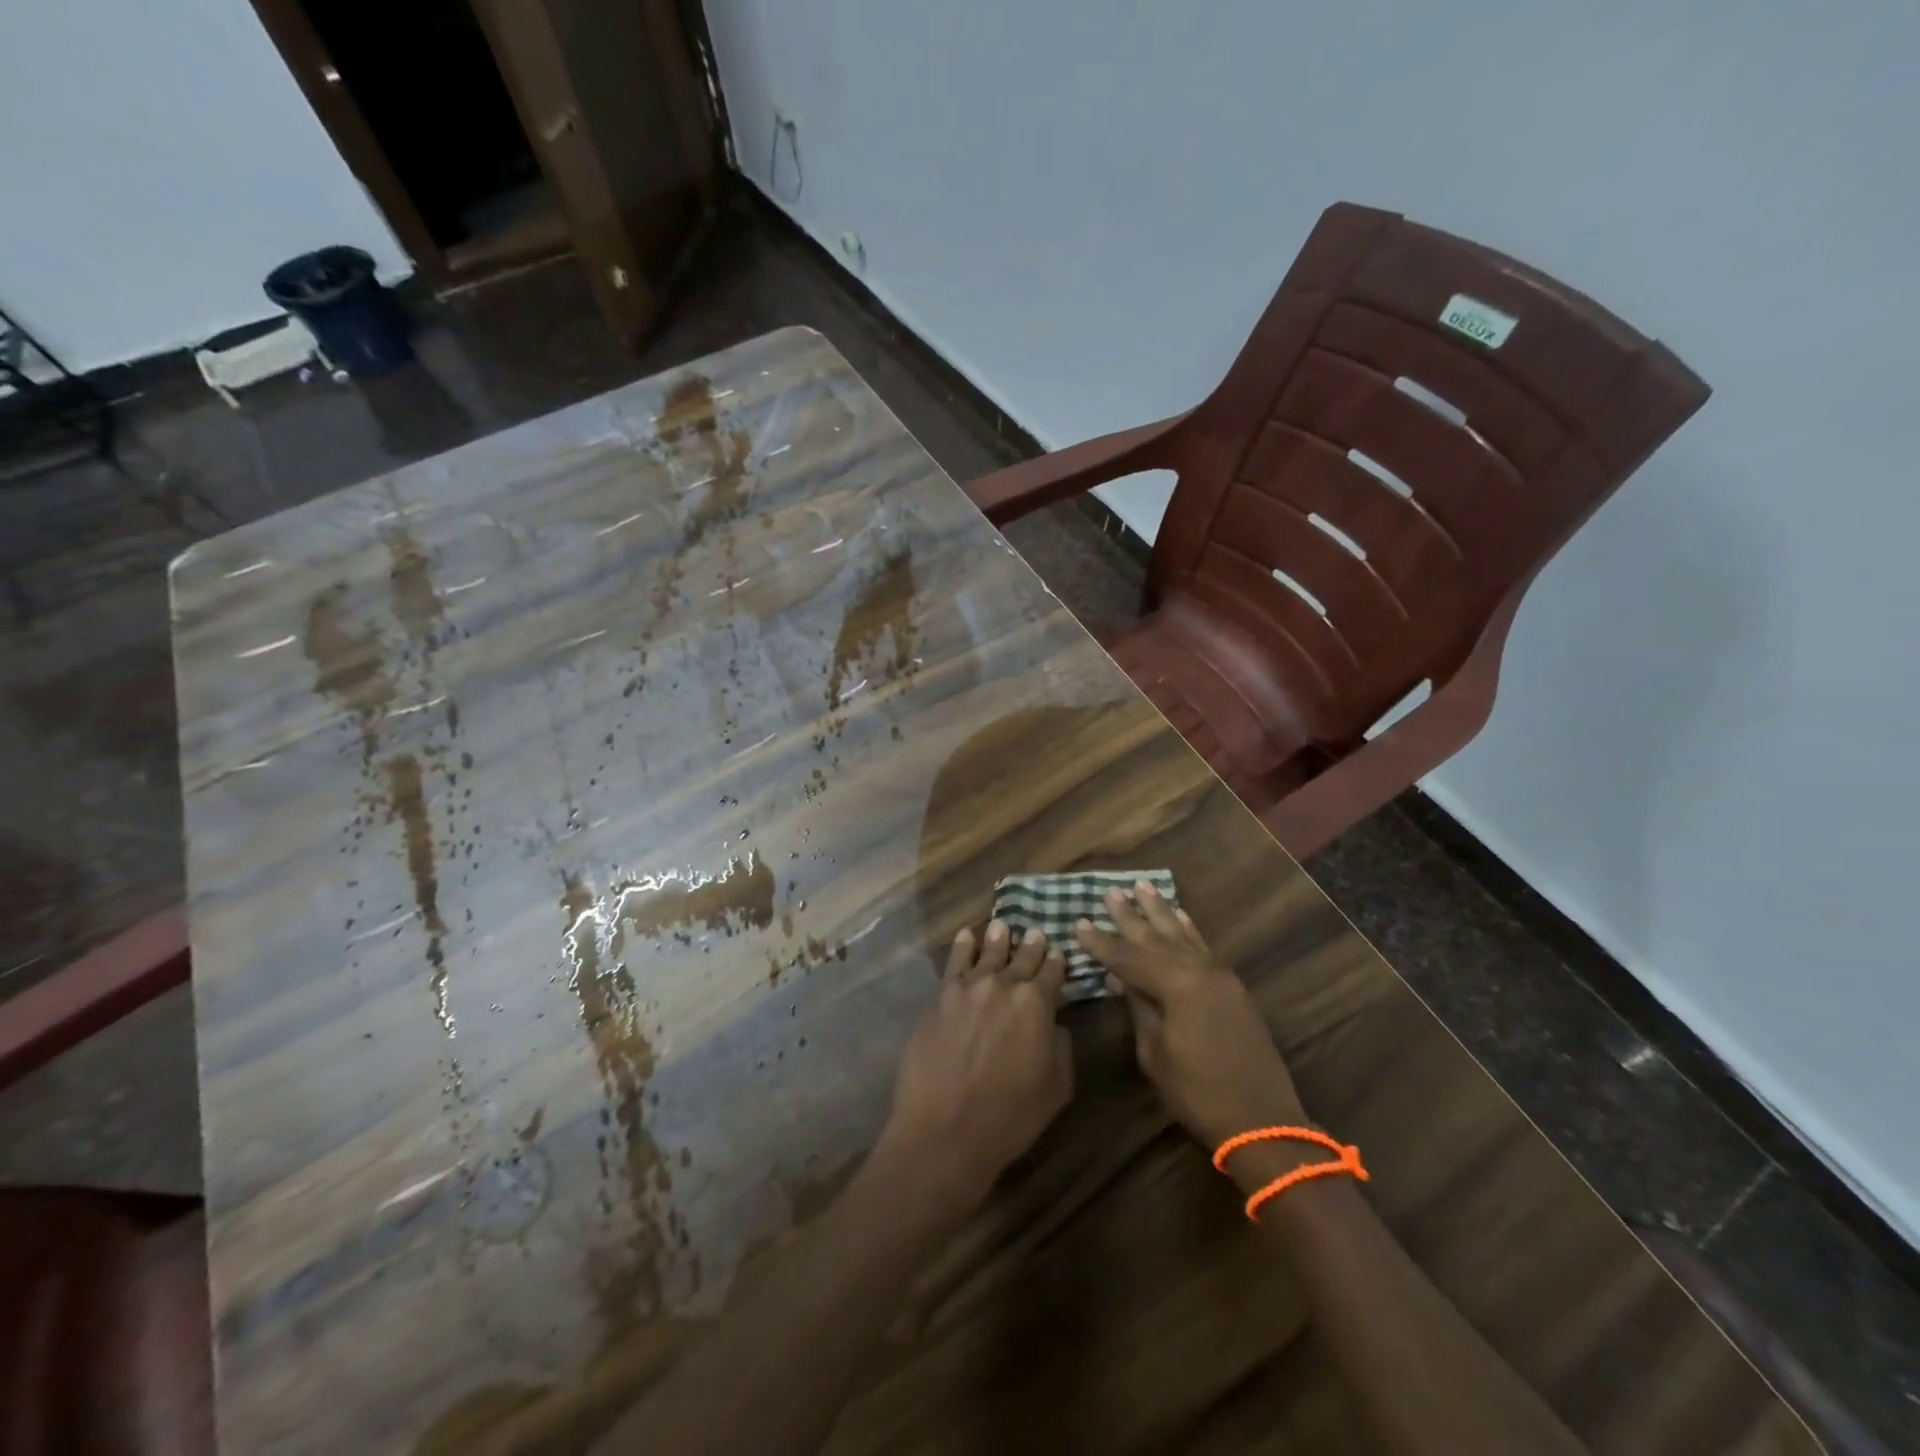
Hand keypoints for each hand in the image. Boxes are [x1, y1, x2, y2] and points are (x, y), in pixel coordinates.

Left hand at [876, 922, 1072, 1203]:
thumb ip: (1061, 1046)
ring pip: (986, 954)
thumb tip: (1054, 1023)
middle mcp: (1003, 985)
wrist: (946, 1130)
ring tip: (1001, 926)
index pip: (1052, 973)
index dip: (1057, 963)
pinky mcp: (940, 999)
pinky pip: (954, 964)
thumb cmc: (1011, 1116)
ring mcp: (967, 989)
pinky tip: (965, 937)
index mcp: (1037, 1003)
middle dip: (1030, 946)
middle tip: (1035, 932)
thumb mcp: (1057, 1087)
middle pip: (1021, 959)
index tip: (1059, 953)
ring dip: (997, 940)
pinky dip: (961, 947)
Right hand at [1075, 881, 1306, 1149]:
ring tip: (1143, 887)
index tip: (1079, 923)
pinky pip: (1204, 947)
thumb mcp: (1155, 1053)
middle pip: (1156, 938)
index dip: (1101, 942)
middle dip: (1131, 916)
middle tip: (1111, 892)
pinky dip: (1189, 929)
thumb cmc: (1198, 1092)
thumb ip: (1139, 1008)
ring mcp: (1220, 976)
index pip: (1128, 957)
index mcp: (1176, 985)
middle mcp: (1199, 970)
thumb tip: (1123, 979)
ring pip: (1182, 935)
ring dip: (1161, 912)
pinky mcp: (1232, 987)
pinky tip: (1180, 916)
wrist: (1262, 1121)